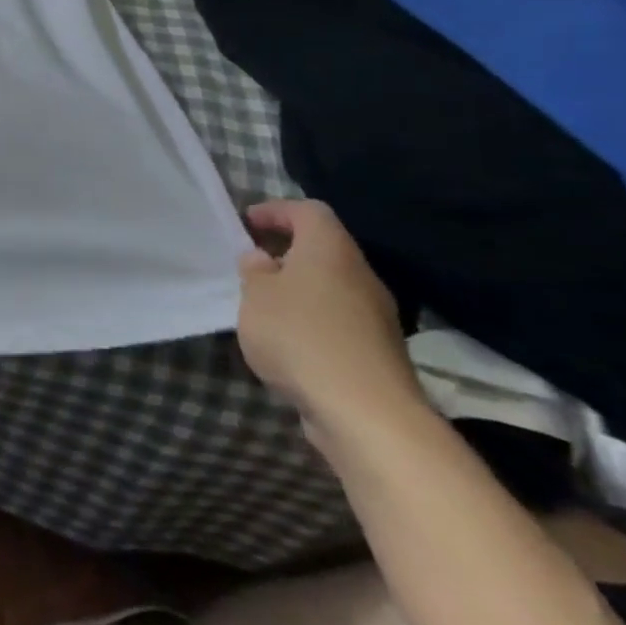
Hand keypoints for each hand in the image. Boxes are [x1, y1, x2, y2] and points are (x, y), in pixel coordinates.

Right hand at [235, 200, 423, 444]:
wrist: (367, 414)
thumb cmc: (300, 335)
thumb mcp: (255, 294)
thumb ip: (254, 271)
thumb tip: (262, 259)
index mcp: (331, 251)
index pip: (309, 211)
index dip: (276, 210)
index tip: (246, 224)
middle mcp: (361, 275)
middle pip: (324, 249)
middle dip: (286, 251)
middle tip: (251, 263)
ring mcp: (376, 316)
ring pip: (332, 286)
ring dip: (298, 288)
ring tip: (263, 304)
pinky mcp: (379, 352)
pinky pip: (339, 319)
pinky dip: (312, 319)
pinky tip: (288, 341)